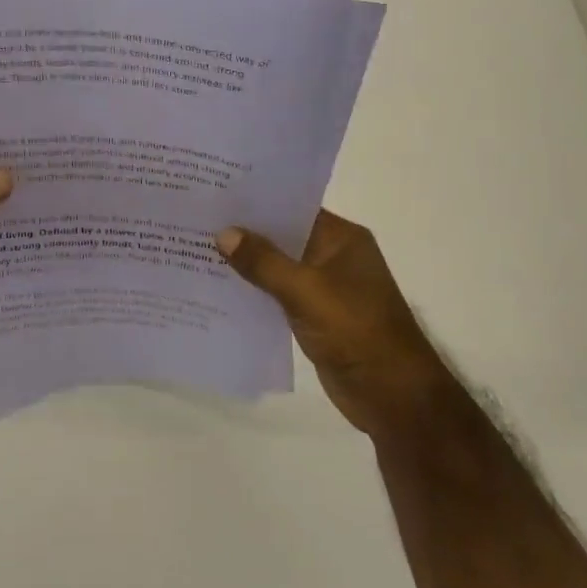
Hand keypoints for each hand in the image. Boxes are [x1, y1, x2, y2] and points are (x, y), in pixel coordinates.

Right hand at [216, 210, 451, 434]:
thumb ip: (263, 262)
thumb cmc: (354, 329)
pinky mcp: (312, 316)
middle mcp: (333, 257)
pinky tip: (217, 289)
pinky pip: (276, 295)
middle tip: (197, 220)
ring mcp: (323, 288)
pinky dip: (252, 291)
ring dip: (245, 264)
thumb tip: (224, 233)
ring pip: (276, 267)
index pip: (293, 208)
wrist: (390, 393)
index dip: (256, 202)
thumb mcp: (305, 290)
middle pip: (282, 237)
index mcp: (342, 239)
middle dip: (244, 232)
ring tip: (196, 249)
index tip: (216, 194)